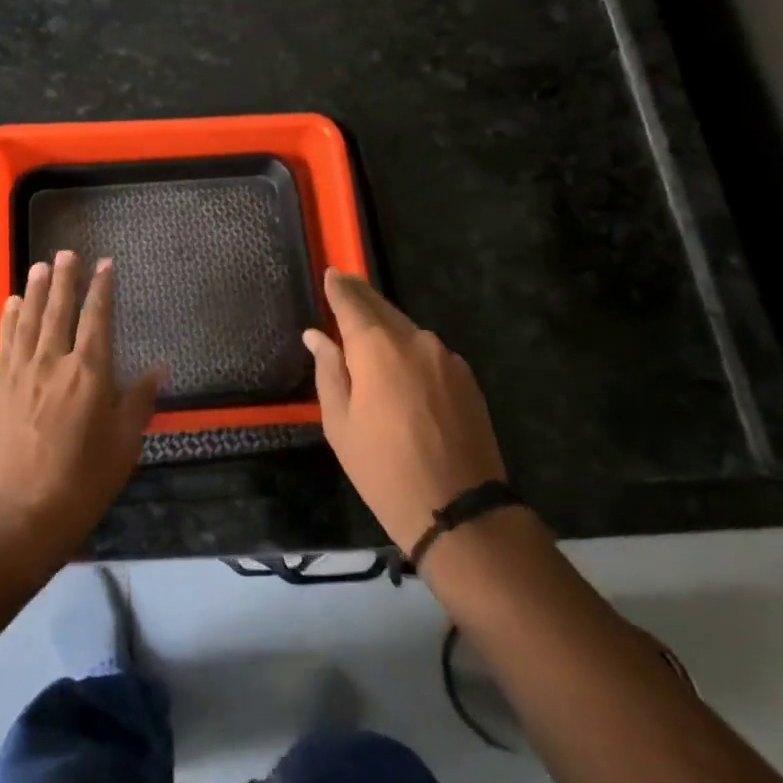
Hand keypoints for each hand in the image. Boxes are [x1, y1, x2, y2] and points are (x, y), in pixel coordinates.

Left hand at [0, 250, 165, 564]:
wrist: (15, 515)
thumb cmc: (80, 484)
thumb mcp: (123, 446)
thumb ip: (139, 401)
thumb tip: (158, 366)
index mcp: (90, 373)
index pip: (98, 318)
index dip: (102, 289)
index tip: (105, 264)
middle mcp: (54, 361)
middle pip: (60, 309)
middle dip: (66, 278)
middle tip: (68, 252)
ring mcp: (21, 372)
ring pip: (31, 319)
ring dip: (38, 289)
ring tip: (42, 265)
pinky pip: (5, 341)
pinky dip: (11, 318)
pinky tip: (13, 302)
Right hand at [303, 269, 505, 553]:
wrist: (459, 509)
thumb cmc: (383, 469)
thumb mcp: (340, 423)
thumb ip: (328, 371)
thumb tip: (317, 336)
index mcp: (378, 348)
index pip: (353, 303)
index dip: (339, 287)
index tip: (330, 273)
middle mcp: (416, 340)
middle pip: (383, 309)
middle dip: (362, 300)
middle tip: (343, 290)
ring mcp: (446, 357)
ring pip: (407, 330)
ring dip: (386, 328)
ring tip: (366, 338)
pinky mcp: (466, 377)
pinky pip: (427, 352)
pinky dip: (408, 351)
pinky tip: (399, 371)